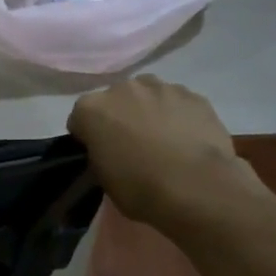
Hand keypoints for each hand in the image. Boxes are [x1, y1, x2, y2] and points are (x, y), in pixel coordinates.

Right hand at [67, 76, 262, 224]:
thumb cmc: (139, 188)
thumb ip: (100, 154)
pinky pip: (178, 103)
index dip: (88, 137)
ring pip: (149, 96)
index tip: (99, 154)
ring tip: (163, 141)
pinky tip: (187, 140)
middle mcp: (123, 88)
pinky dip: (179, 116)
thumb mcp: (103, 178)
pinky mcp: (194, 95)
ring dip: (150, 111)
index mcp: (92, 109)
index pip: (80, 119)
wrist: (195, 187)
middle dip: (120, 118)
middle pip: (116, 100)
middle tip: (131, 146)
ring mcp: (162, 87)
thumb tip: (110, 149)